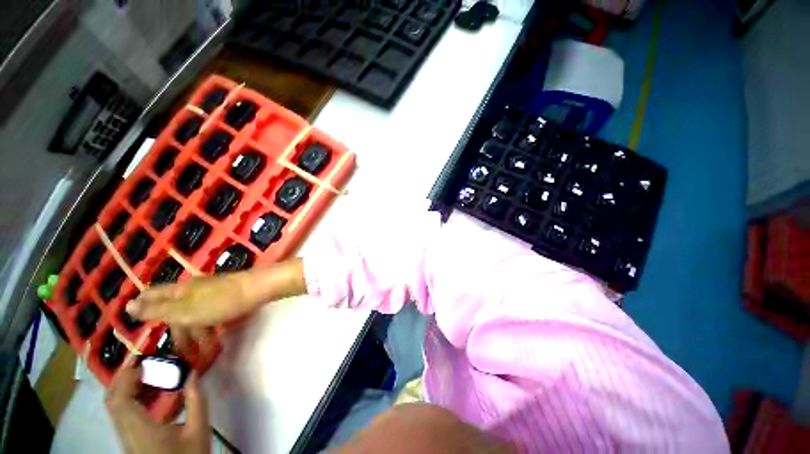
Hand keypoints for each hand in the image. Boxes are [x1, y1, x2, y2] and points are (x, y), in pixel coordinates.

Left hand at [106, 366, 208, 453]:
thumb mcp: (198, 430)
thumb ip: (196, 401)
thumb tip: (193, 374)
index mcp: (140, 430)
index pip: (120, 399)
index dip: (127, 378)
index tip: (145, 363)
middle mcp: (126, 432)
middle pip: (113, 401)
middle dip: (125, 379)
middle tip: (147, 364)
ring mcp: (125, 438)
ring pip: (115, 408)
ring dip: (127, 388)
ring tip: (150, 377)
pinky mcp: (129, 440)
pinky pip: (122, 415)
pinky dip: (130, 399)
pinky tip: (150, 396)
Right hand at [126, 259, 306, 350]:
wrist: (257, 290)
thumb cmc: (219, 301)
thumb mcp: (183, 310)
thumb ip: (157, 310)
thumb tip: (128, 305)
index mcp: (179, 290)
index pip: (153, 295)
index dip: (143, 307)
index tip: (137, 325)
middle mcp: (193, 290)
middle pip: (176, 312)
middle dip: (177, 334)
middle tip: (180, 356)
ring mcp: (211, 294)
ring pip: (195, 316)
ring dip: (195, 336)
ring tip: (201, 355)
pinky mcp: (227, 298)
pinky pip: (211, 316)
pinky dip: (209, 329)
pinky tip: (213, 341)